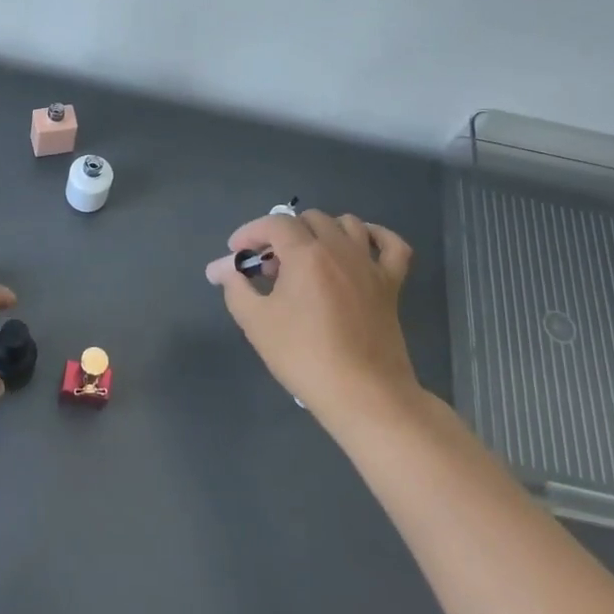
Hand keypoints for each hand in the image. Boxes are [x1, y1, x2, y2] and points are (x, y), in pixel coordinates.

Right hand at [205, 210, 421, 430]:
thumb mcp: (256, 322)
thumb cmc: (304, 356)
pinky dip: (377, 237)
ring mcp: (370, 265)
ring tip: (307, 256)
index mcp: (306, 254)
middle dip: (283, 233)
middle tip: (269, 264)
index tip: (236, 254)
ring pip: (348, 224)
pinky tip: (362, 245)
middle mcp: (340, 249)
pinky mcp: (392, 284)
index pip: (274, 223)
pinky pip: (393, 246)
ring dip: (322, 231)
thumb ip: (235, 287)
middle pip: (309, 219)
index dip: (250, 232)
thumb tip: (221, 269)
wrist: (363, 394)